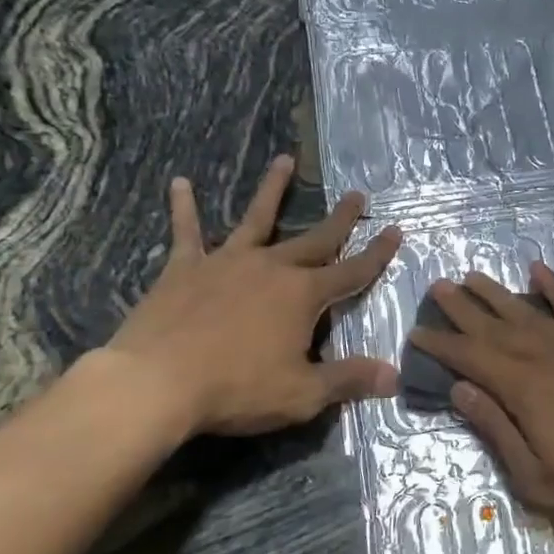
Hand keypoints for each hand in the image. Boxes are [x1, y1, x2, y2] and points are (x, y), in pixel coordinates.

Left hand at [97, 156, 400, 446]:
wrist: (157, 382)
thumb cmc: (237, 389)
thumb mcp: (303, 394)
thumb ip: (349, 379)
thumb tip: (395, 374)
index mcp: (302, 295)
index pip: (352, 271)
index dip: (377, 254)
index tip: (395, 231)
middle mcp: (271, 267)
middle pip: (314, 238)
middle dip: (340, 218)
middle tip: (356, 195)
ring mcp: (226, 262)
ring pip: (256, 218)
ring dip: (272, 189)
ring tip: (284, 160)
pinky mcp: (185, 268)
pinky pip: (187, 232)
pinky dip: (184, 207)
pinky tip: (180, 183)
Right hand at [410, 263, 553, 532]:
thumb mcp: (539, 479)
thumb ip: (497, 429)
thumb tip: (461, 388)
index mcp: (525, 388)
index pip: (471, 357)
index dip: (441, 344)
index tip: (416, 331)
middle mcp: (547, 354)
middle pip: (494, 325)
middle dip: (461, 307)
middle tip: (436, 287)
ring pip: (528, 308)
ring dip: (496, 292)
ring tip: (470, 275)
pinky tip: (537, 270)